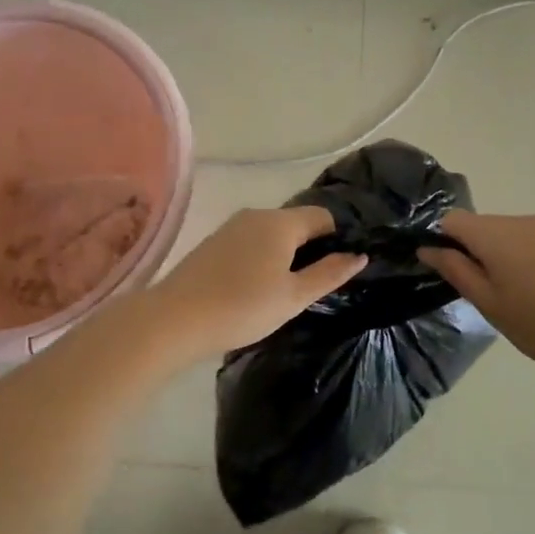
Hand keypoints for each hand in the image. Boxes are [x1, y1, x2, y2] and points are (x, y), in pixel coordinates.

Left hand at [150, 207, 364, 361]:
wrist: (175, 318)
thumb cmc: (243, 307)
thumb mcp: (294, 296)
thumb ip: (329, 273)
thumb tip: (359, 255)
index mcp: (280, 222)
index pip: (323, 215)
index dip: (339, 236)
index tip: (345, 263)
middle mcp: (256, 215)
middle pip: (296, 222)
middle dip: (312, 246)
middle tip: (320, 281)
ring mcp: (231, 227)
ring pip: (271, 232)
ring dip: (285, 252)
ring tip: (290, 287)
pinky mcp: (213, 242)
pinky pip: (250, 241)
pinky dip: (262, 256)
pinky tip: (258, 285)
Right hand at [418, 212, 534, 386]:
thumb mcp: (489, 303)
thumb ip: (456, 270)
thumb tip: (428, 248)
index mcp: (496, 233)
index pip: (452, 220)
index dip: (443, 243)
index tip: (450, 274)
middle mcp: (522, 221)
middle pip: (483, 226)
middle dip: (475, 252)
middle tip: (485, 294)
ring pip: (510, 235)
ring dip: (503, 257)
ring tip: (517, 297)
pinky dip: (528, 260)